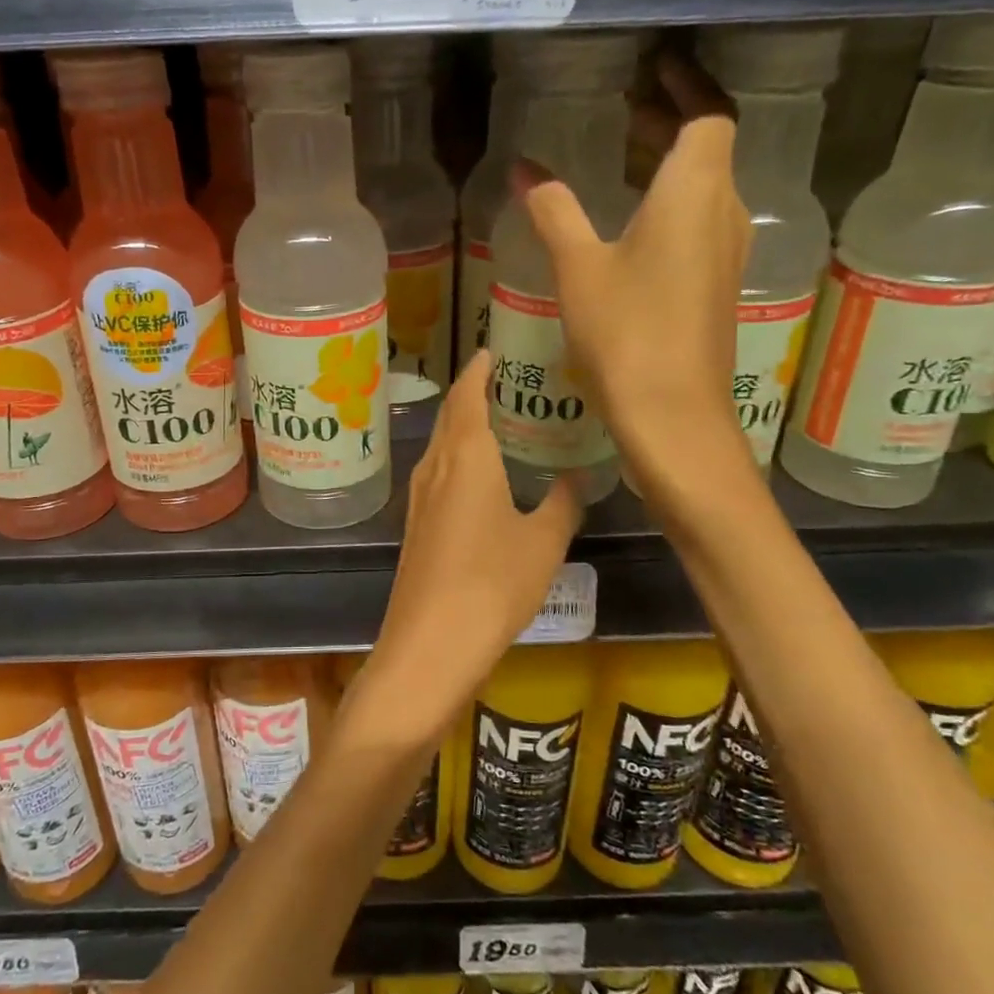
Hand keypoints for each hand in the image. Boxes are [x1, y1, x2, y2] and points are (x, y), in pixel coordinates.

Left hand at [345, 354, 582, 750]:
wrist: (430, 644)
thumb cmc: (492, 584)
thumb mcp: (544, 543)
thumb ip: (563, 504)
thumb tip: (577, 478)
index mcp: (466, 456)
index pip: (468, 394)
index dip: (480, 369)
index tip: (496, 350)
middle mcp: (436, 467)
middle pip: (450, 415)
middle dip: (473, 392)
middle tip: (510, 382)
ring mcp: (420, 497)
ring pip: (441, 444)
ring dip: (464, 425)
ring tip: (500, 422)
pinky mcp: (416, 525)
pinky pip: (438, 474)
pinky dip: (458, 458)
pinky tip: (480, 476)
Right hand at [520, 55, 753, 487]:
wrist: (672, 415)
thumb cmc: (626, 332)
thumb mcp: (578, 267)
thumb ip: (554, 212)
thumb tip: (525, 170)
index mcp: (695, 192)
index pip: (708, 114)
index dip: (688, 85)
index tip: (657, 68)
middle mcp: (724, 212)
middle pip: (709, 148)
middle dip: (672, 121)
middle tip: (627, 108)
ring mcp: (725, 252)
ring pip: (706, 188)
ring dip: (671, 166)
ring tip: (625, 157)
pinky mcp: (716, 286)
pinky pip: (699, 223)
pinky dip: (671, 205)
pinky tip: (633, 225)